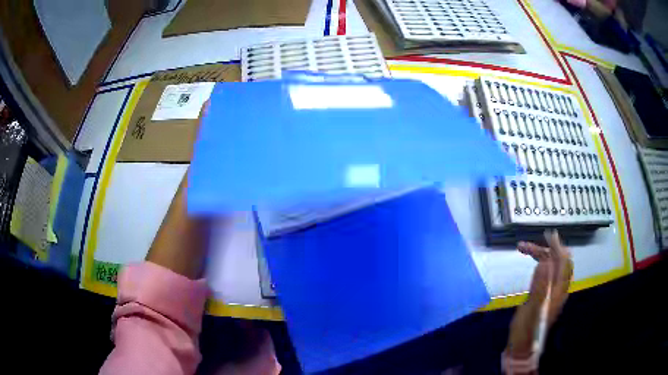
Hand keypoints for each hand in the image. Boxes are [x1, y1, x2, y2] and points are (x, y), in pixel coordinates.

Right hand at [506, 230, 572, 358]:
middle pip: (559, 262)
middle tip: (527, 246)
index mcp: (558, 290)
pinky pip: (547, 273)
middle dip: (546, 249)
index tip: (547, 235)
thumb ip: (540, 285)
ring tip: (524, 250)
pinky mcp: (545, 296)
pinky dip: (540, 263)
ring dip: (541, 255)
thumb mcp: (532, 309)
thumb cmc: (526, 330)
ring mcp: (552, 292)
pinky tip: (533, 264)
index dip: (557, 247)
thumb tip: (544, 260)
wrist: (522, 347)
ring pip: (552, 267)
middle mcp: (559, 289)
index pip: (564, 262)